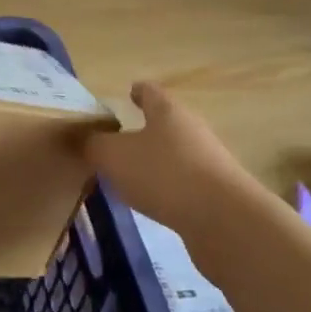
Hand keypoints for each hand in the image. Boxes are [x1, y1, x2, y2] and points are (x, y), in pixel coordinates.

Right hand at [86, 81, 258, 238]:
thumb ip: (95, 146)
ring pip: (175, 154)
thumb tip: (86, 139)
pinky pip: (184, 183)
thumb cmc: (164, 174)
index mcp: (168, 111)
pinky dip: (167, 188)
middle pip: (166, 123)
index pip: (151, 91)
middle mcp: (191, 130)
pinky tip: (153, 202)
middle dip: (145, 130)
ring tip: (131, 175)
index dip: (138, 91)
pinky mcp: (216, 194)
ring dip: (155, 161)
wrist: (224, 220)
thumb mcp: (114, 157)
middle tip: (118, 140)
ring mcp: (208, 162)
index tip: (129, 92)